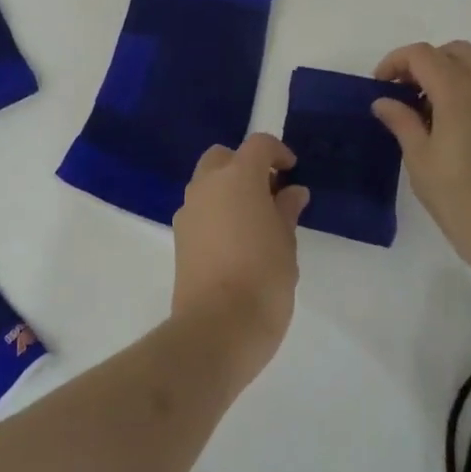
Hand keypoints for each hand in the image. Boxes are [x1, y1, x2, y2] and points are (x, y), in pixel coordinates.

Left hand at [171, 133, 308, 385]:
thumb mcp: (286, 242)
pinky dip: (216, 212)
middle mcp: (207, 185)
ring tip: (255, 221)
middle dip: (245, 166)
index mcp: (238, 177)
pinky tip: (235, 241)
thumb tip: (291, 191)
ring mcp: (188, 211)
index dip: (277, 152)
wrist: (217, 326)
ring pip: (206, 183)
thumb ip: (286, 210)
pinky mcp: (179, 237)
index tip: (291, 171)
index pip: (257, 145)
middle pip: (223, 157)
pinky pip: (199, 210)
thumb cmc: (264, 277)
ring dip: (228, 189)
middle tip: (270, 193)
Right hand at [373, 41, 470, 273]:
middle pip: (453, 51)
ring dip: (445, 75)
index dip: (395, 62)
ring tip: (422, 110)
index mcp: (458, 91)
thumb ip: (401, 121)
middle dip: (423, 62)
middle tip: (402, 90)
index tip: (379, 86)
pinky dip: (463, 90)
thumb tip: (384, 101)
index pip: (422, 54)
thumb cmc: (459, 195)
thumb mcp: (419, 158)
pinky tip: (447, 125)